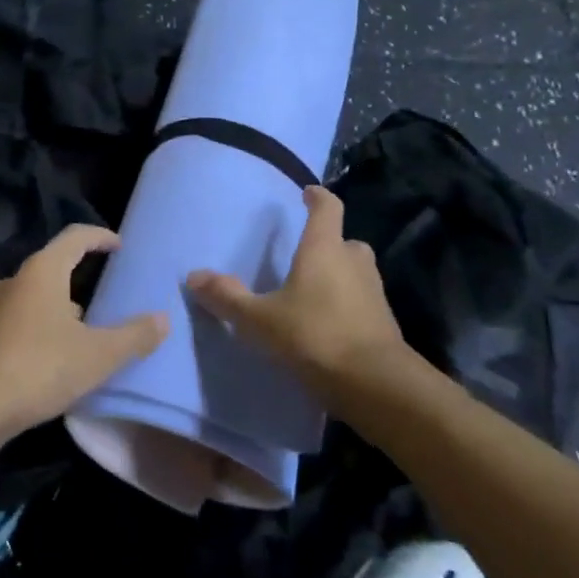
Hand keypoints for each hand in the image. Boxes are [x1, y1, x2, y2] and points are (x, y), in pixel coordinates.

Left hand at [0, 224, 169, 441]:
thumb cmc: (39, 367)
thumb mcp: (97, 355)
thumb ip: (133, 336)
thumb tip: (163, 319)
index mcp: (43, 271)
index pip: (75, 237)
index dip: (100, 236)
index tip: (119, 245)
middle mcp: (15, 279)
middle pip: (54, 265)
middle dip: (81, 275)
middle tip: (108, 293)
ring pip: (36, 295)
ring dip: (62, 305)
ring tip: (86, 330)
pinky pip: (21, 318)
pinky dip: (42, 326)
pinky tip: (54, 356)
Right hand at [186, 186, 413, 405]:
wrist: (376, 385)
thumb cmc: (315, 336)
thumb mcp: (260, 319)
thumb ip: (227, 297)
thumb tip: (193, 276)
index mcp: (324, 249)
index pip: (327, 208)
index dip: (318, 198)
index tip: (308, 193)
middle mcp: (354, 263)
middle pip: (346, 242)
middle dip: (330, 244)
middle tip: (308, 254)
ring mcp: (374, 294)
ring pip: (357, 273)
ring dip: (341, 276)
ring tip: (314, 292)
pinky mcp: (385, 324)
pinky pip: (363, 303)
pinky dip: (348, 306)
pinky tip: (328, 326)